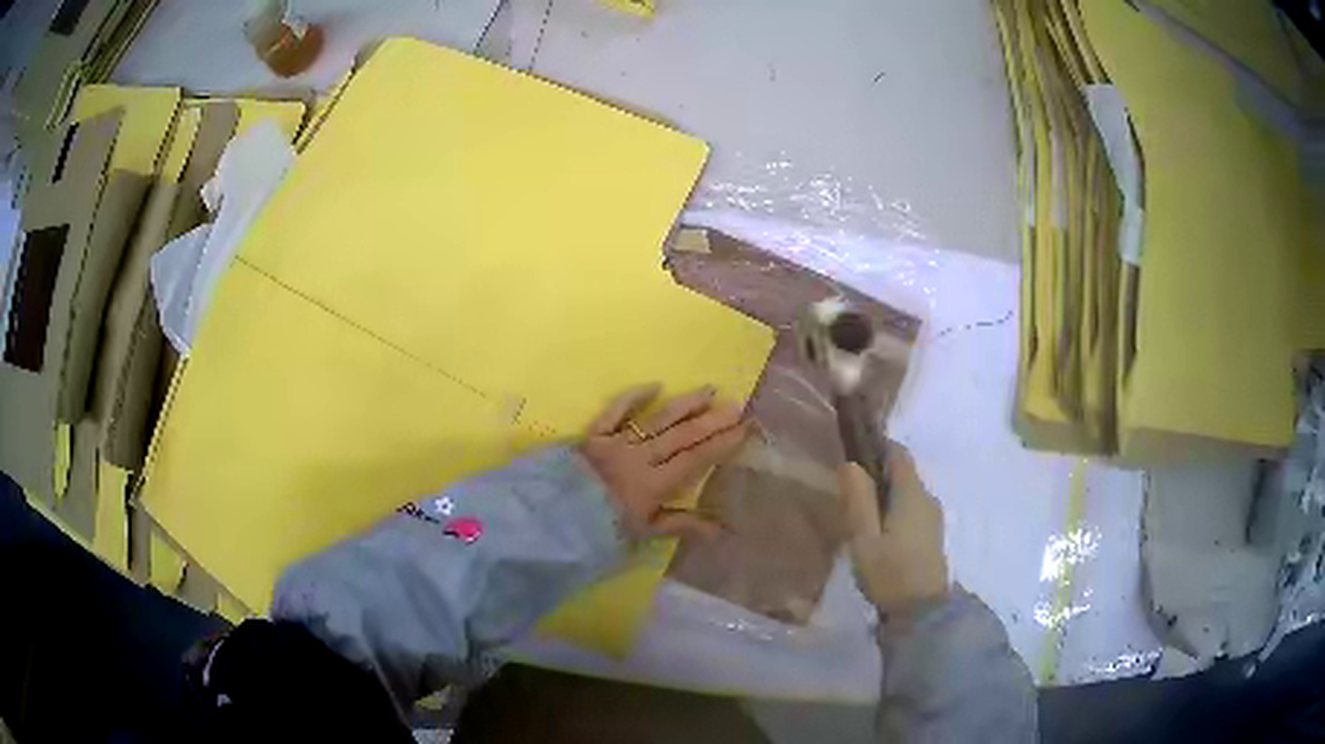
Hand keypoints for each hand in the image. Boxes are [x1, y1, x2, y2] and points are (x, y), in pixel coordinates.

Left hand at [581, 383, 749, 541]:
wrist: (552, 520)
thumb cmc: (601, 530)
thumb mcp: (643, 533)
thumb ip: (682, 526)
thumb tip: (721, 530)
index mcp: (654, 484)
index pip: (695, 459)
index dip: (721, 444)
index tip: (743, 428)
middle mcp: (640, 457)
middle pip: (682, 436)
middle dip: (711, 421)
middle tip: (736, 405)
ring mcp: (616, 442)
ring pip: (657, 419)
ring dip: (685, 405)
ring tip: (709, 391)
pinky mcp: (593, 435)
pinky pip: (615, 411)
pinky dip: (634, 397)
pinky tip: (655, 386)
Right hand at [839, 444, 948, 618]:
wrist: (922, 611)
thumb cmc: (890, 572)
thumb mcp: (864, 538)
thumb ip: (858, 500)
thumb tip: (850, 463)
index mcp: (911, 493)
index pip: (898, 453)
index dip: (876, 447)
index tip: (853, 456)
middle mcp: (928, 497)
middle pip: (903, 473)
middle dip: (878, 475)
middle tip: (850, 493)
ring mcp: (933, 517)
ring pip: (908, 493)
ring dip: (886, 495)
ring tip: (861, 516)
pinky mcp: (933, 534)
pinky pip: (913, 509)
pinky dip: (896, 511)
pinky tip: (880, 533)